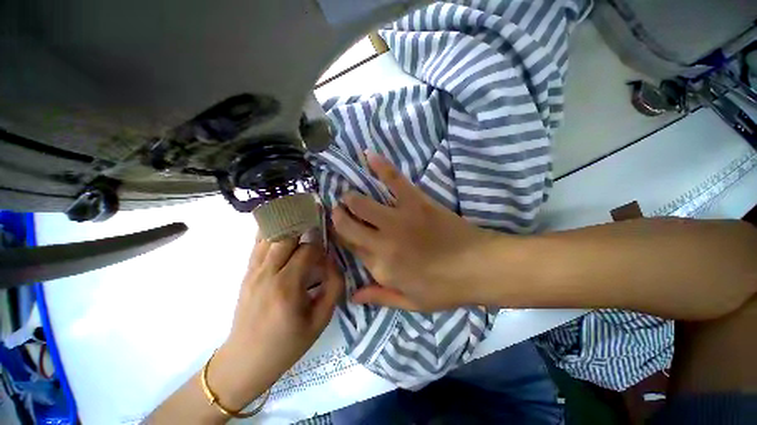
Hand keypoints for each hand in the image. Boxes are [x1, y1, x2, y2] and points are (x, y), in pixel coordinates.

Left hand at [209, 239, 342, 409]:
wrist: (245, 360)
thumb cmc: (288, 343)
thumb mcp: (320, 320)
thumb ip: (334, 287)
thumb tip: (333, 262)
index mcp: (287, 286)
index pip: (308, 250)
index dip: (321, 247)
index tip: (326, 253)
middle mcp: (267, 273)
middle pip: (287, 235)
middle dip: (304, 228)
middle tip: (315, 227)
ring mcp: (253, 271)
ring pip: (269, 235)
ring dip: (287, 227)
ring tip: (300, 224)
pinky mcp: (246, 273)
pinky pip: (258, 244)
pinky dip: (270, 232)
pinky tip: (282, 230)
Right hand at [332, 152, 498, 311]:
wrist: (478, 267)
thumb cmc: (444, 288)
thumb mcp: (411, 303)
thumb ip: (380, 297)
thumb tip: (352, 296)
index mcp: (380, 266)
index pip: (350, 247)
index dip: (341, 238)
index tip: (339, 231)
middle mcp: (382, 241)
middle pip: (348, 224)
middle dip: (338, 216)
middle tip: (339, 210)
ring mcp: (398, 218)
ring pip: (361, 202)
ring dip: (350, 197)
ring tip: (349, 196)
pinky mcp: (415, 201)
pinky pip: (394, 179)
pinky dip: (381, 166)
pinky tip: (369, 155)